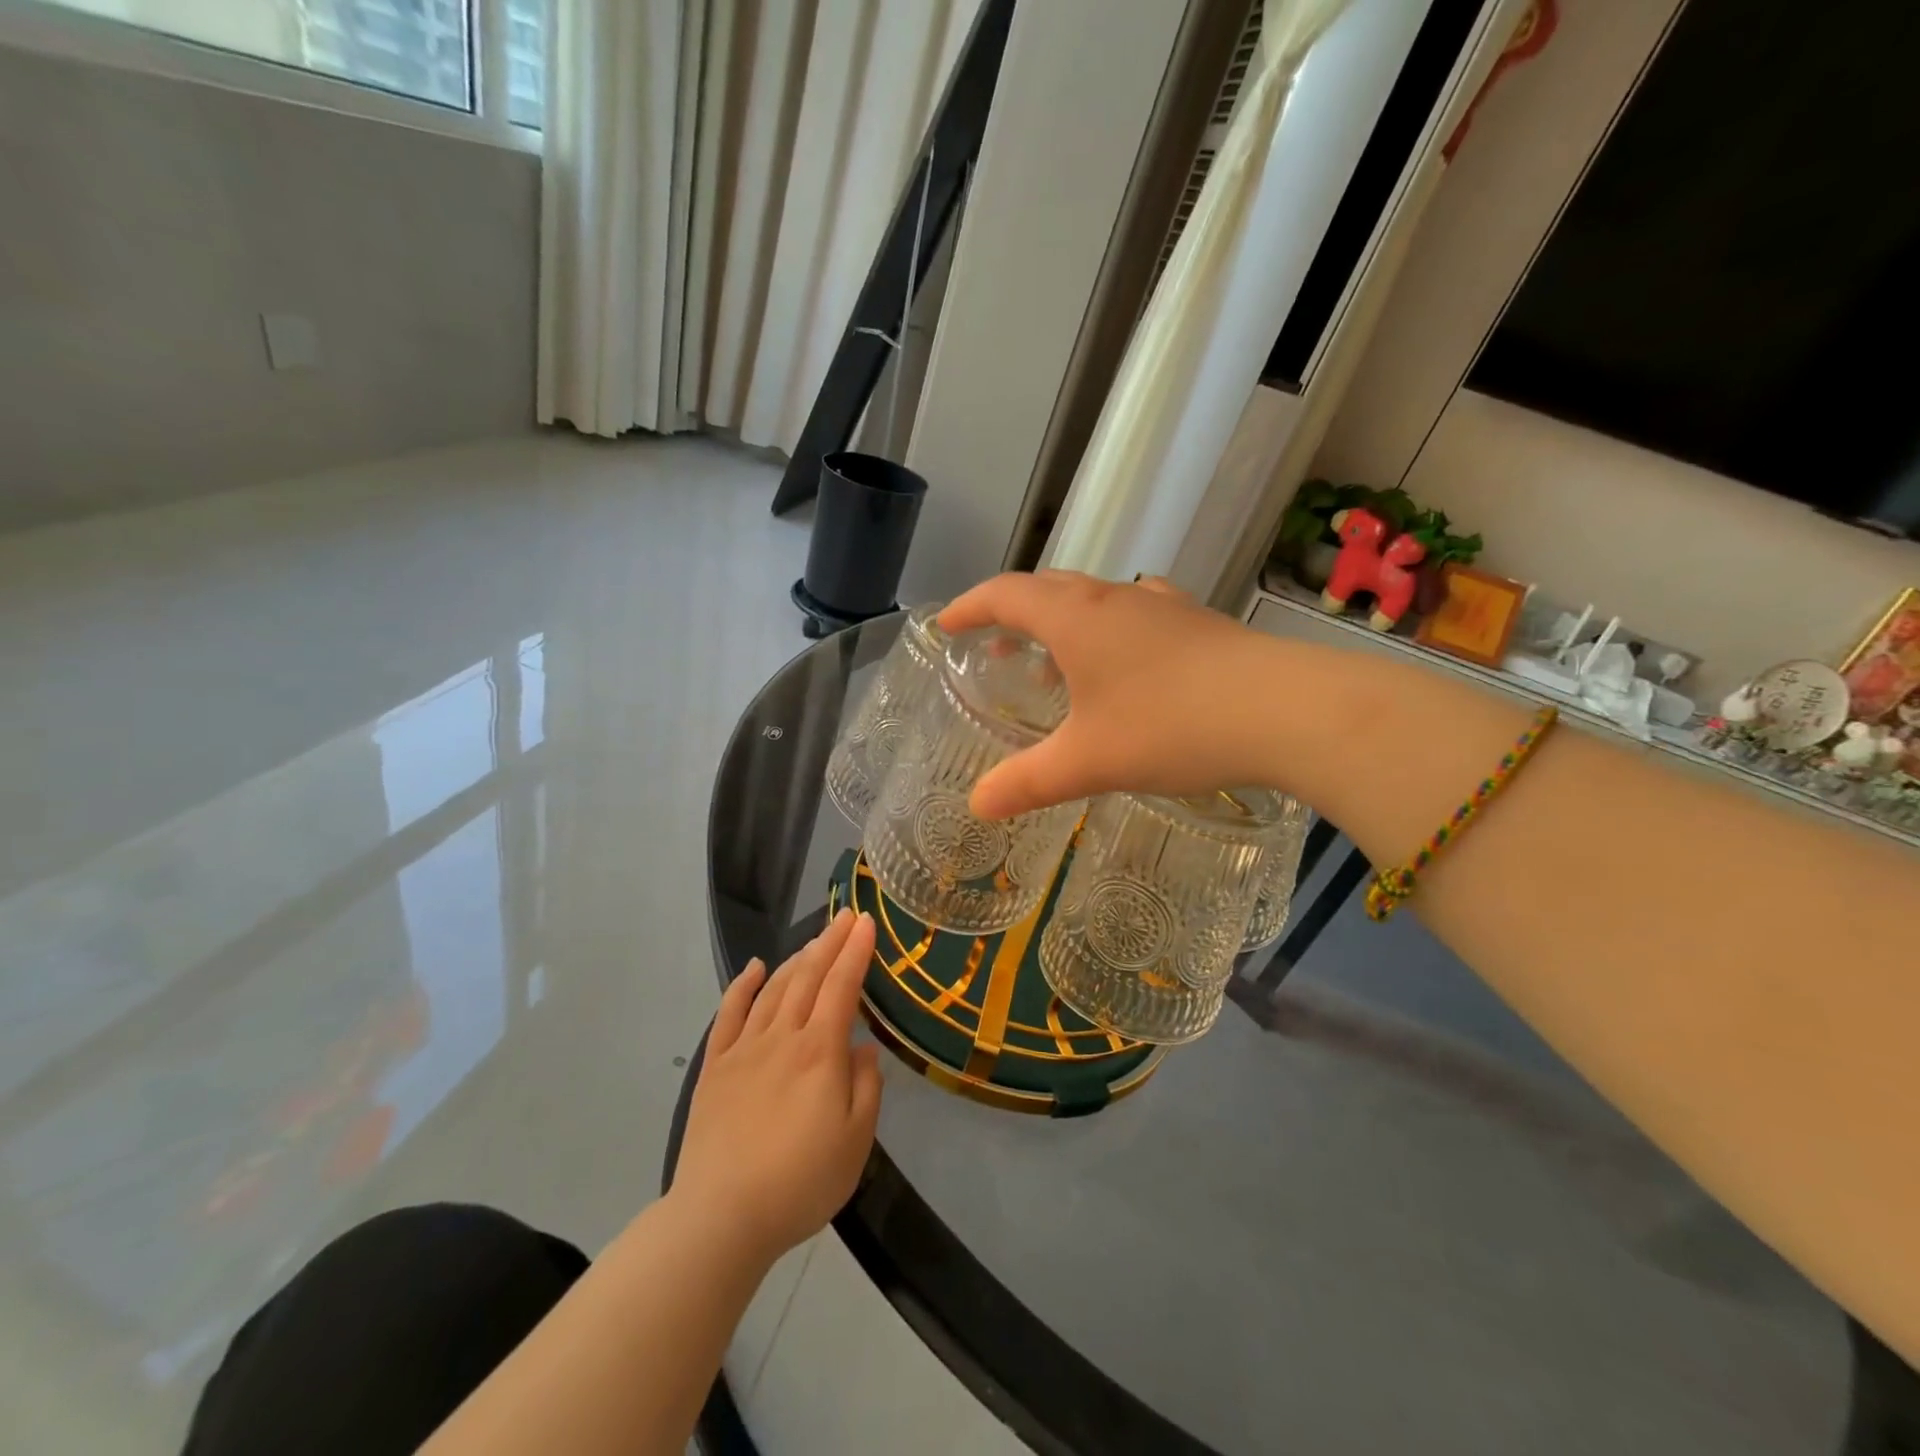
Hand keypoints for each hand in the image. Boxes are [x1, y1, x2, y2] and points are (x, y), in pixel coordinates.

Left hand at [672, 910, 882, 1264]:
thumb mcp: (855, 1142)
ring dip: (796, 958)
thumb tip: (864, 1048)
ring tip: (814, 939)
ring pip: (774, 989)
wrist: (721, 1217)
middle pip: (809, 977)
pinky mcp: (716, 1067)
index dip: (856, 952)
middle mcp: (783, 1038)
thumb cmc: (799, 1182)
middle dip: (830, 942)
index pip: (842, 987)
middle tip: (845, 916)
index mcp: (820, 1052)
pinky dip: (743, 986)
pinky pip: (729, 1014)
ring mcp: (745, 1049)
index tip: (866, 923)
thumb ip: (866, 1087)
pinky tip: (755, 968)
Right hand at [939, 571, 1286, 817]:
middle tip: (993, 645)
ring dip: (1062, 623)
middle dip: (1011, 613)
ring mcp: (1162, 607)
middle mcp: (1115, 600)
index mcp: (1077, 618)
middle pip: (1048, 588)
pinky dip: (1109, 633)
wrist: (1287, 710)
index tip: (946, 625)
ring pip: (1094, 600)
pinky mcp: (1198, 623)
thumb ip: (1028, 782)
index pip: (1006, 594)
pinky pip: (1135, 615)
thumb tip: (978, 806)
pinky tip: (1124, 666)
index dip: (969, 607)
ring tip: (1052, 667)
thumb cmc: (1172, 727)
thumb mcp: (1089, 761)